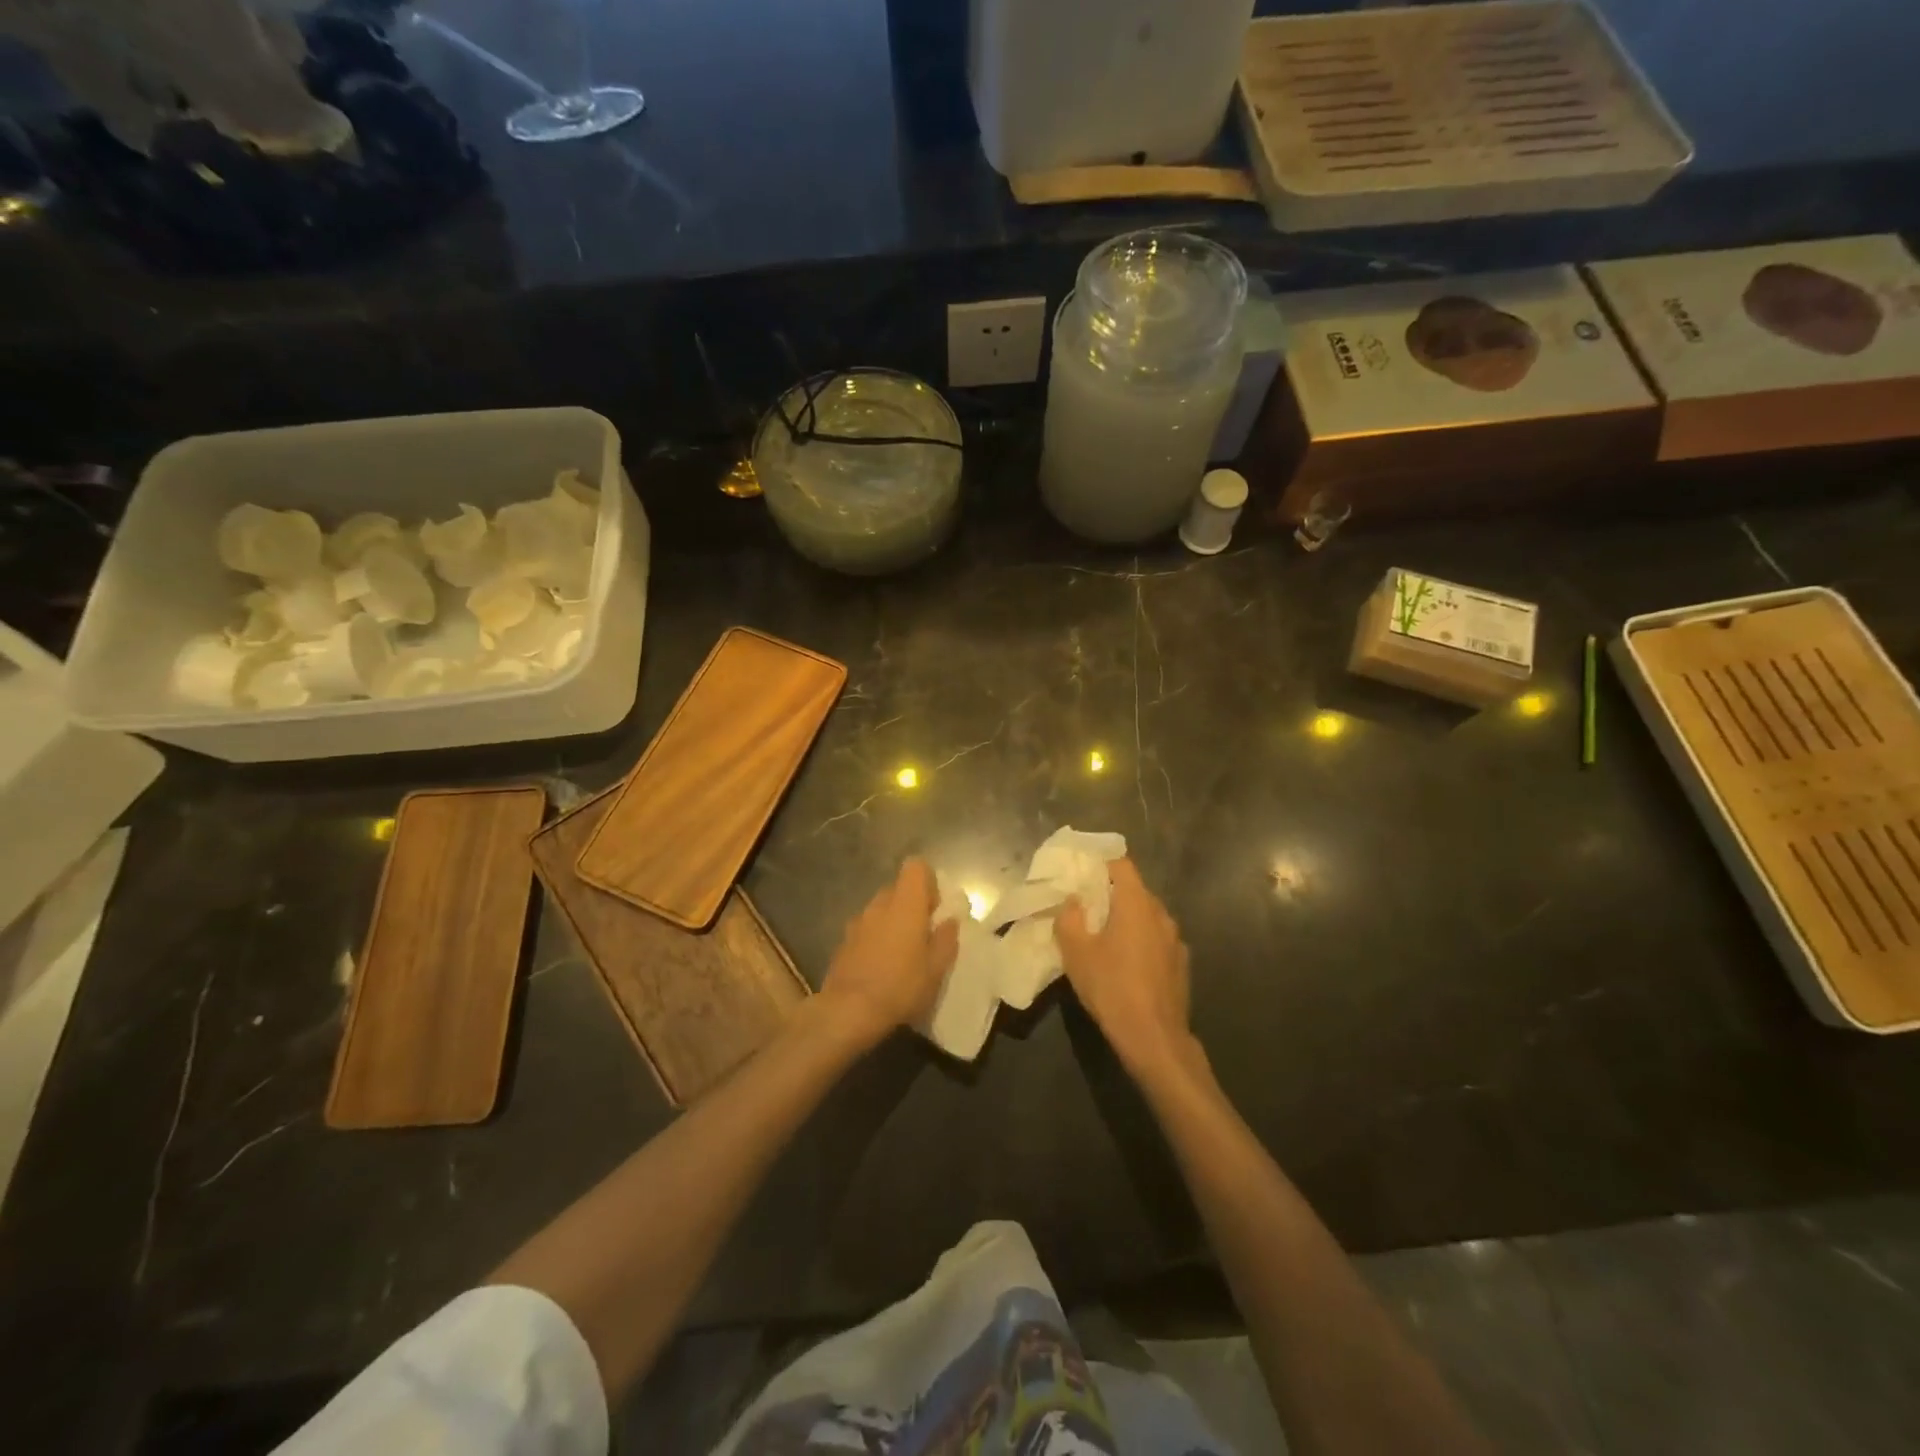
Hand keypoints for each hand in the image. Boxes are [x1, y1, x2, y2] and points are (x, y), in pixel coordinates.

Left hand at [819, 858, 958, 1046]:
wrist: (848, 1011)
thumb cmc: (901, 986)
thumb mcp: (936, 969)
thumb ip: (946, 939)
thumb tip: (949, 921)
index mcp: (906, 904)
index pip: (916, 866)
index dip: (928, 881)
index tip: (935, 908)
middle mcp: (879, 904)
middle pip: (898, 888)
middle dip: (912, 904)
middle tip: (923, 934)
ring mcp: (858, 921)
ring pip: (881, 909)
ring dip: (893, 922)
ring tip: (902, 954)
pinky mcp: (843, 941)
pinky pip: (866, 928)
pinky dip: (876, 938)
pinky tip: (880, 967)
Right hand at [1057, 858, 1193, 1077]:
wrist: (1154, 1038)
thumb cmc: (1111, 987)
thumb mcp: (1076, 952)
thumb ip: (1069, 918)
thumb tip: (1073, 901)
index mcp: (1136, 903)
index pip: (1121, 864)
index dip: (1101, 862)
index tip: (1082, 871)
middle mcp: (1161, 913)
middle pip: (1135, 890)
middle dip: (1111, 893)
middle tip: (1086, 905)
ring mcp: (1175, 939)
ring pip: (1147, 916)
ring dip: (1127, 919)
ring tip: (1105, 936)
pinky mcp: (1181, 964)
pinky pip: (1157, 939)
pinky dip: (1141, 941)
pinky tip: (1127, 963)